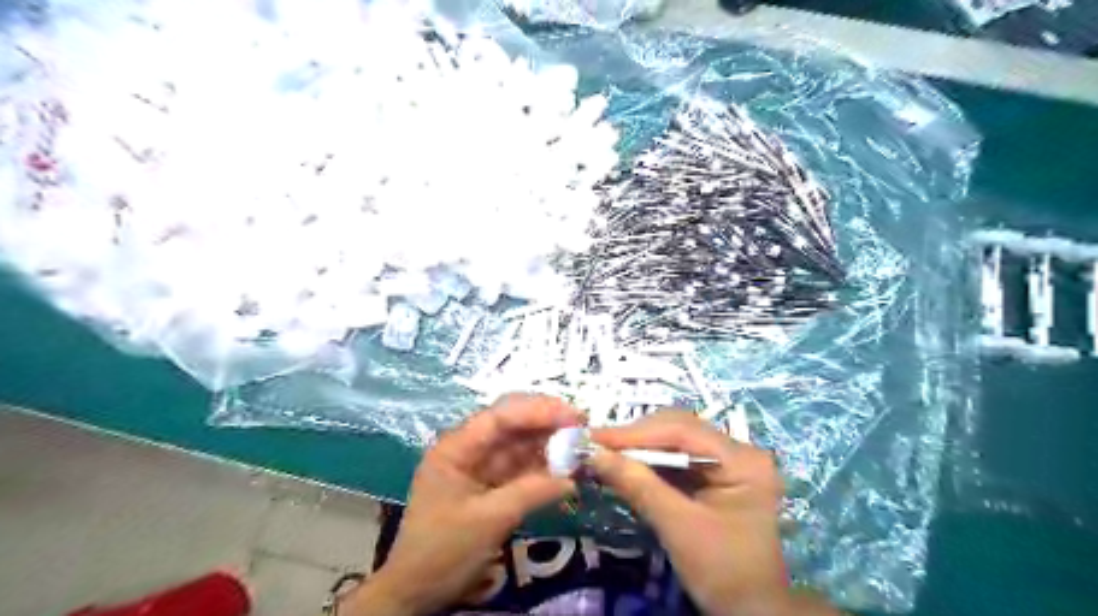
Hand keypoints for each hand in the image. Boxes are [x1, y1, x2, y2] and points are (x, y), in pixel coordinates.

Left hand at [343, 395, 582, 615]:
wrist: (416, 591)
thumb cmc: (443, 551)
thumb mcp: (489, 520)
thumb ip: (531, 492)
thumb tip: (572, 478)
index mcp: (456, 448)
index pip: (500, 416)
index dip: (538, 411)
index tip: (573, 416)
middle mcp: (467, 449)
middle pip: (511, 424)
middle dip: (546, 422)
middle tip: (582, 425)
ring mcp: (479, 466)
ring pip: (518, 445)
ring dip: (547, 444)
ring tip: (580, 444)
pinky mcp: (489, 485)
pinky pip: (520, 467)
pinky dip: (542, 467)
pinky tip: (565, 467)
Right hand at [593, 411, 798, 614]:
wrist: (752, 613)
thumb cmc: (723, 573)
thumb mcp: (679, 528)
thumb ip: (638, 486)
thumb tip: (594, 455)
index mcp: (743, 460)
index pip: (682, 431)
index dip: (635, 433)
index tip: (595, 437)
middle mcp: (738, 451)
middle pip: (678, 430)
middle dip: (635, 438)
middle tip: (595, 445)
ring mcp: (728, 462)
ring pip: (674, 442)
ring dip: (638, 448)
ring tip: (603, 452)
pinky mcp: (715, 476)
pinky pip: (676, 459)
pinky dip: (648, 463)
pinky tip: (624, 466)